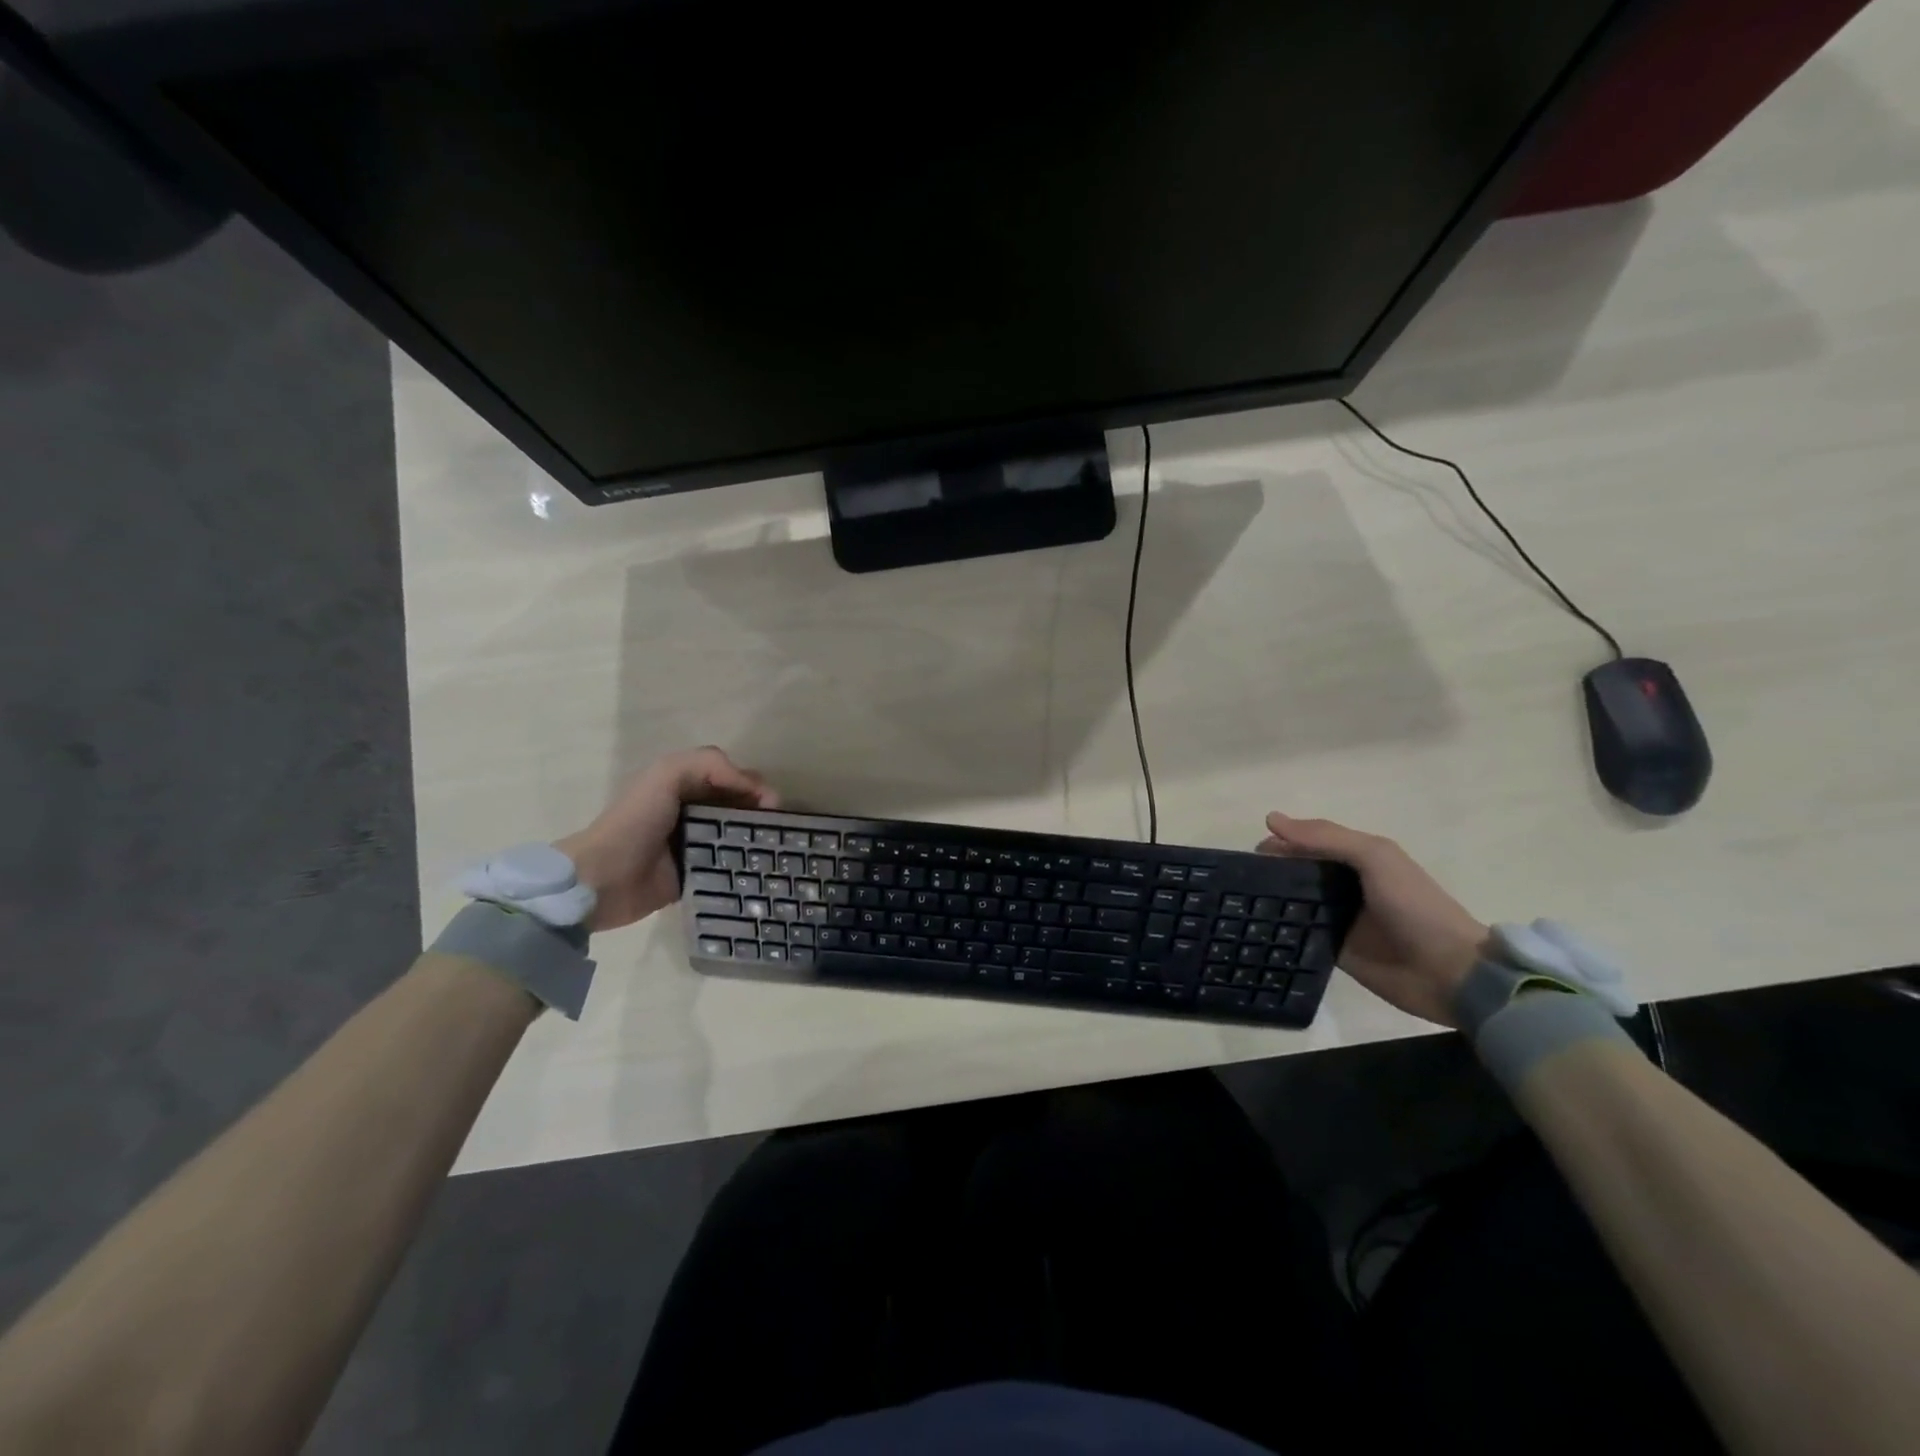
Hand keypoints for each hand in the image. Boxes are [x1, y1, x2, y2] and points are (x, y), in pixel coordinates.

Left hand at [556, 747, 777, 931]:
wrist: (603, 880)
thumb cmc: (635, 823)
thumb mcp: (666, 776)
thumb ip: (709, 765)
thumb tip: (754, 788)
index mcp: (684, 785)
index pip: (731, 777)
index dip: (754, 786)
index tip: (773, 805)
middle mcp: (692, 813)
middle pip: (738, 806)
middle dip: (761, 812)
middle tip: (779, 828)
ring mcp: (694, 846)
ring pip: (737, 836)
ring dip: (757, 839)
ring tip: (777, 850)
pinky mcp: (695, 876)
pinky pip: (728, 867)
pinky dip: (745, 865)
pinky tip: (762, 870)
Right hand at [1257, 813, 1487, 1027]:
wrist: (1449, 973)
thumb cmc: (1415, 907)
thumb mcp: (1375, 858)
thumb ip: (1327, 838)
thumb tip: (1271, 819)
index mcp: (1358, 858)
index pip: (1310, 842)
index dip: (1282, 841)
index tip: (1249, 851)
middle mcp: (1345, 885)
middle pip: (1298, 871)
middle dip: (1270, 870)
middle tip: (1239, 880)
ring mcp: (1339, 918)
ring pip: (1295, 901)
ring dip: (1271, 900)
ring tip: (1237, 903)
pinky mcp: (1333, 949)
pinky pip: (1299, 934)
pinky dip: (1279, 930)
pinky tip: (1254, 930)